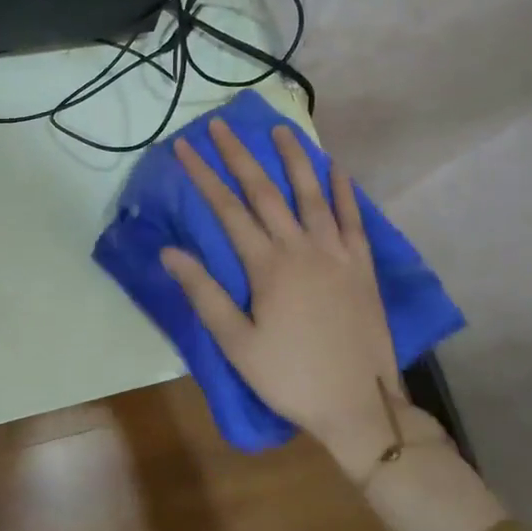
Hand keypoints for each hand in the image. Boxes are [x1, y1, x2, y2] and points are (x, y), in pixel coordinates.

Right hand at [159, 119, 444, 479]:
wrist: (361, 405)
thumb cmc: (290, 377)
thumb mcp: (237, 343)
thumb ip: (204, 294)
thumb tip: (169, 252)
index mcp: (268, 266)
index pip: (228, 209)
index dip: (203, 176)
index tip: (184, 146)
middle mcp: (302, 248)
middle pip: (265, 191)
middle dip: (239, 155)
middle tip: (221, 125)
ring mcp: (337, 253)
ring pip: (311, 194)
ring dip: (293, 158)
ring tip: (279, 129)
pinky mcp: (362, 265)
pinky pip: (353, 218)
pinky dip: (343, 190)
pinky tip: (337, 168)